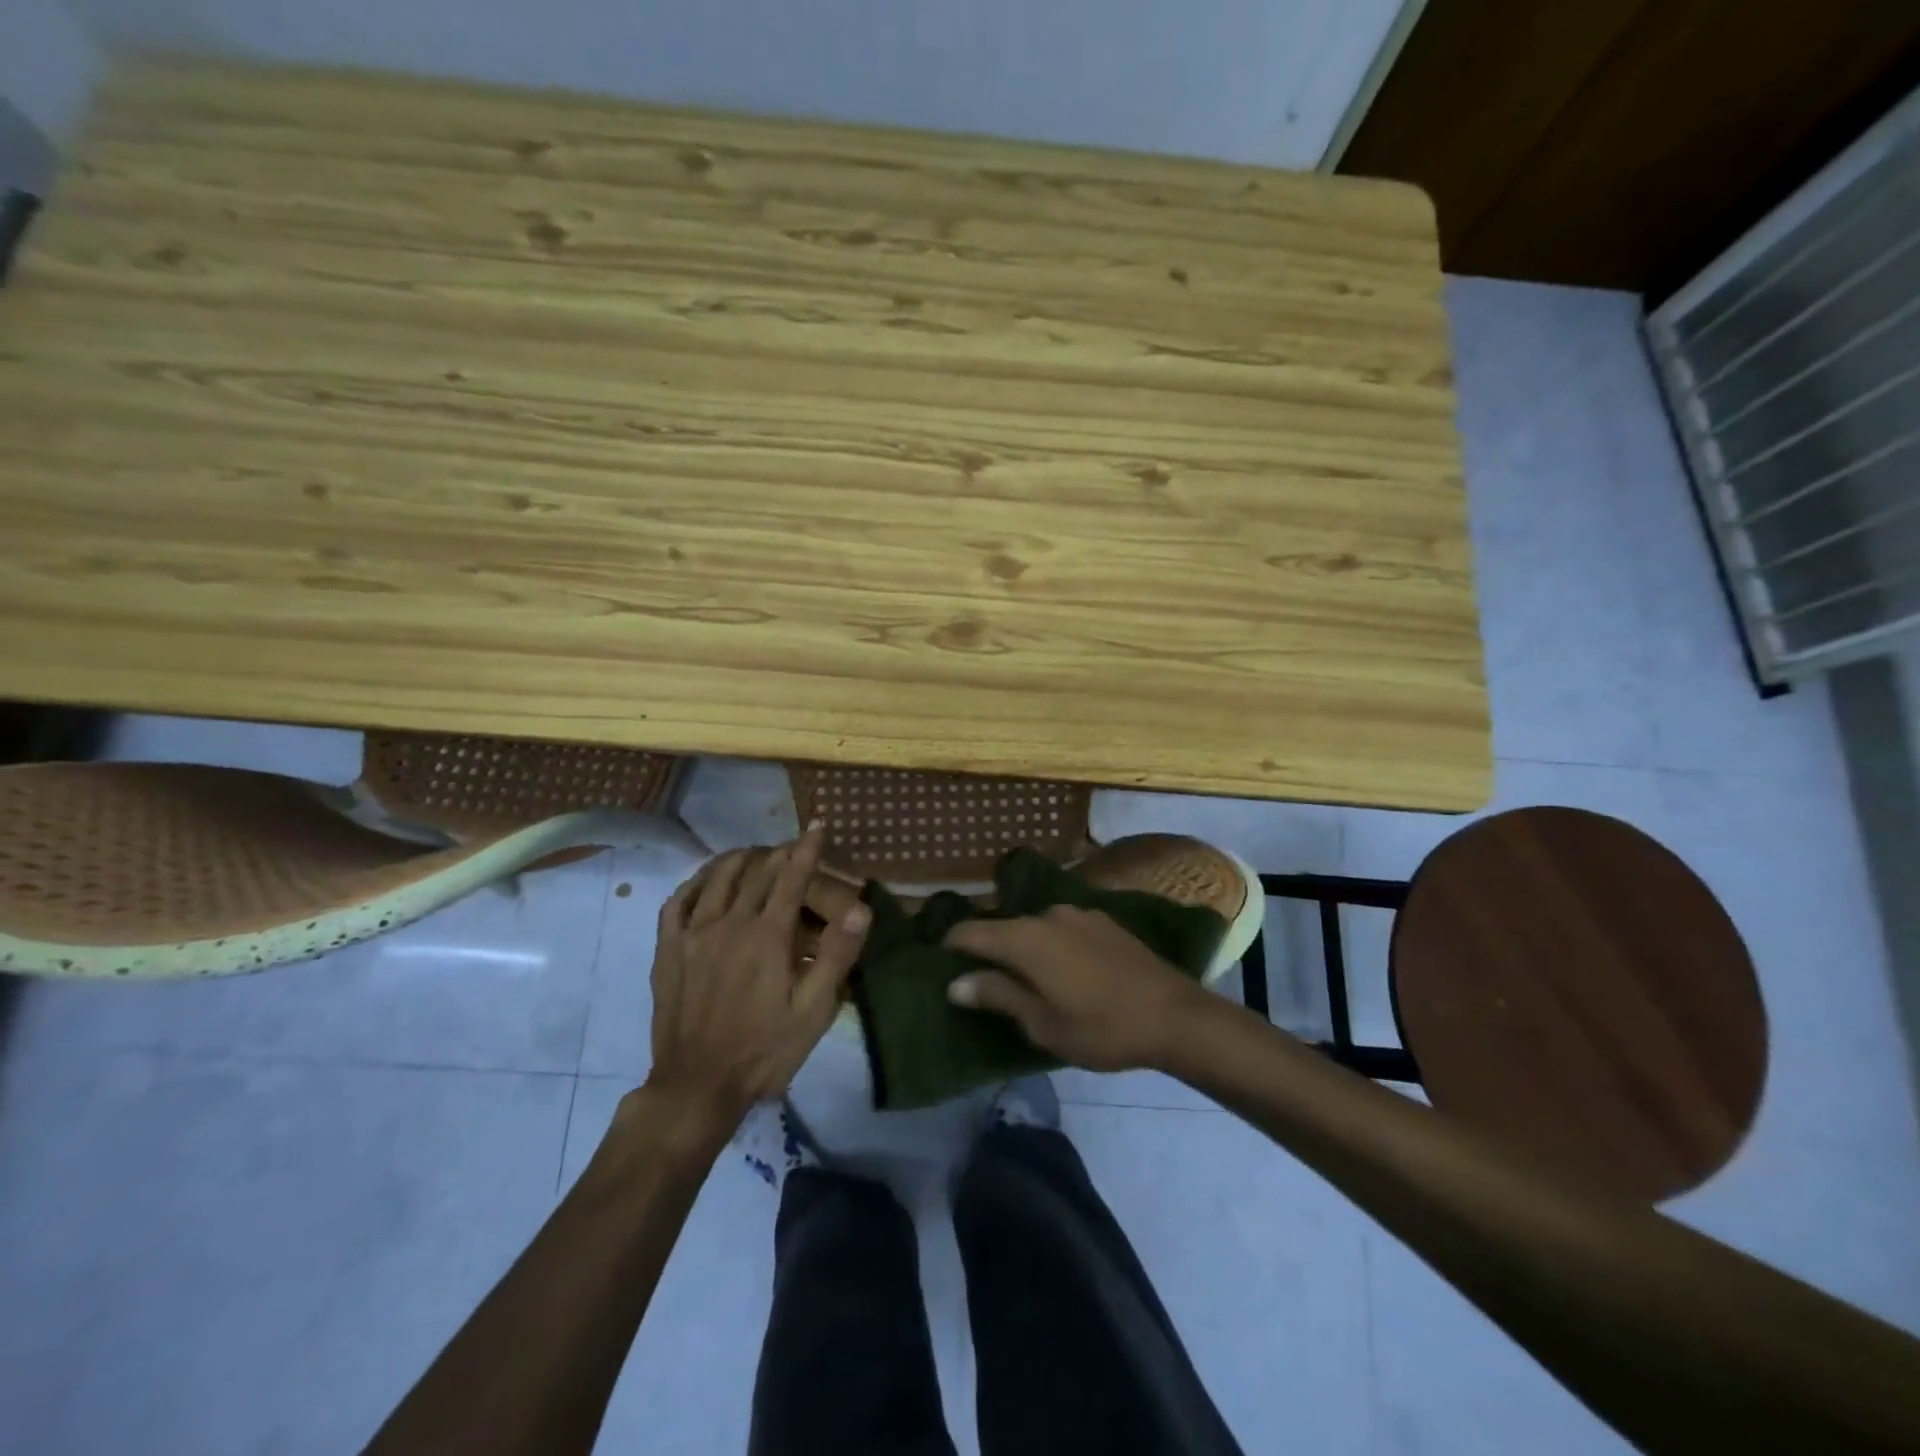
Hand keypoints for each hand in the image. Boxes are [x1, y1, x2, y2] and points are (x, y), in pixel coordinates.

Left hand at [646, 827, 870, 1126]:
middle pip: (757, 872)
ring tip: (754, 854)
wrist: (697, 1086)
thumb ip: (836, 956)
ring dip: (740, 858)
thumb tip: (860, 909)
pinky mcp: (668, 950)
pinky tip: (706, 881)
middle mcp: (729, 923)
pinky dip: (696, 881)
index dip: (807, 848)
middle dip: (779, 853)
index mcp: (768, 936)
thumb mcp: (813, 1011)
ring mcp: (693, 934)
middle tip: (793, 847)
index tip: (817, 824)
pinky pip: (678, 901)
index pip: (791, 877)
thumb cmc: (764, 1050)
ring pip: (717, 878)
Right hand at [943, 905, 1210, 1071]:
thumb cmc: (1102, 1027)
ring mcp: (1077, 914)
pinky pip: (1061, 929)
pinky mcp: (1102, 920)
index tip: (940, 967)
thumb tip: (955, 982)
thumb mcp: (1043, 1023)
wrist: (1175, 1015)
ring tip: (1026, 981)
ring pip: (1033, 928)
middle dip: (988, 952)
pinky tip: (1064, 972)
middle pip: (1002, 928)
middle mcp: (1046, 915)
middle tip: (983, 985)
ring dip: (1022, 949)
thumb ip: (998, 995)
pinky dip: (1050, 946)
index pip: (970, 932)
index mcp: (1025, 939)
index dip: (950, 947)